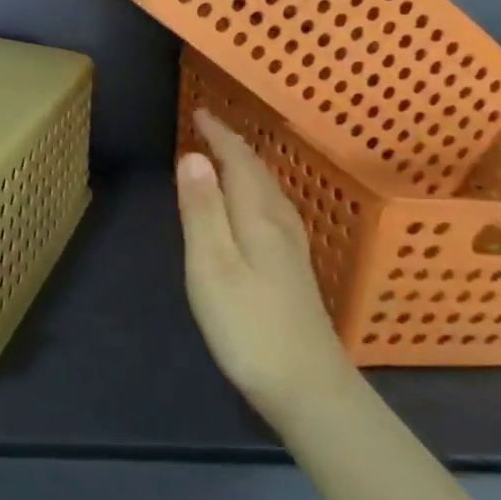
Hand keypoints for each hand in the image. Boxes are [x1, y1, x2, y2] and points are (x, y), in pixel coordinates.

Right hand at [177, 107, 353, 418]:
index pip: (239, 162)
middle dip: (234, 146)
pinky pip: (274, 211)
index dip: (220, 135)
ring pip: (271, 192)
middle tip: (210, 129)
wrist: (308, 387)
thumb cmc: (248, 326)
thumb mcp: (211, 265)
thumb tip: (193, 156)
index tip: (200, 112)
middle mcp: (280, 225)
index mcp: (258, 218)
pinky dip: (257, 193)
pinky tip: (255, 210)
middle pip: (259, 173)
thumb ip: (201, 210)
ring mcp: (293, 249)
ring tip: (227, 158)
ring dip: (248, 168)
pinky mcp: (295, 271)